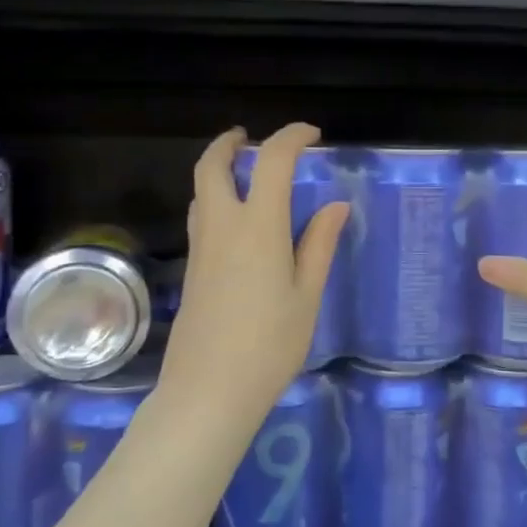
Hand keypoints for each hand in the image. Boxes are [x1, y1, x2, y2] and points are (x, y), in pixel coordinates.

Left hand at [156, 123, 348, 442]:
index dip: (291, 137)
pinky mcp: (191, 270)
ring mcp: (200, 248)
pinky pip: (200, 217)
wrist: (208, 391)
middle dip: (230, 143)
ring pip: (200, 191)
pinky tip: (237, 223)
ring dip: (218, 170)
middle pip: (213, 166)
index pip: (272, 162)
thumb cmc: (270, 345)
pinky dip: (214, 199)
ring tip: (245, 174)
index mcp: (258, 227)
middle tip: (250, 138)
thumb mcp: (307, 295)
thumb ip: (319, 244)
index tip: (312, 135)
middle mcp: (222, 227)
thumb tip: (335, 205)